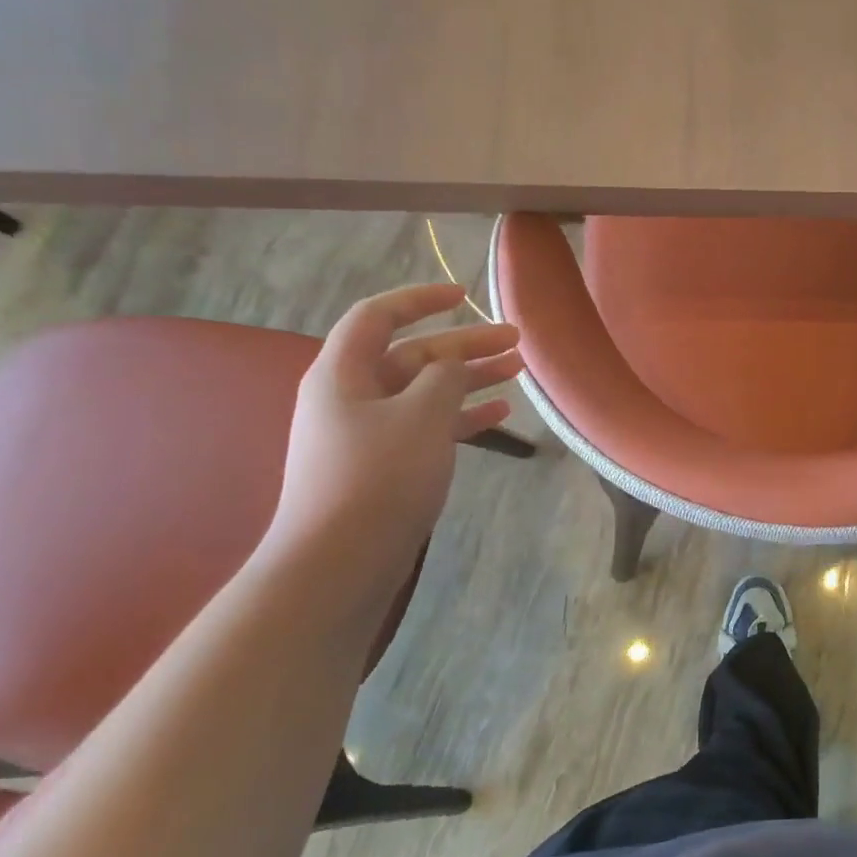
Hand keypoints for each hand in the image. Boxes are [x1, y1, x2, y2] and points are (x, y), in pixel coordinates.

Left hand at [270, 284, 521, 584]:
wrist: (338, 561)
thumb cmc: (378, 476)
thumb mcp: (421, 415)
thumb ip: (444, 377)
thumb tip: (452, 364)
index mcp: (343, 372)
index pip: (378, 315)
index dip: (421, 299)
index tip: (464, 295)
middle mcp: (351, 396)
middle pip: (412, 354)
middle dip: (464, 344)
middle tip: (515, 341)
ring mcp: (368, 432)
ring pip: (425, 391)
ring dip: (470, 379)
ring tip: (517, 371)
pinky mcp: (384, 465)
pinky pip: (427, 425)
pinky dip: (461, 416)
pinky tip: (499, 415)